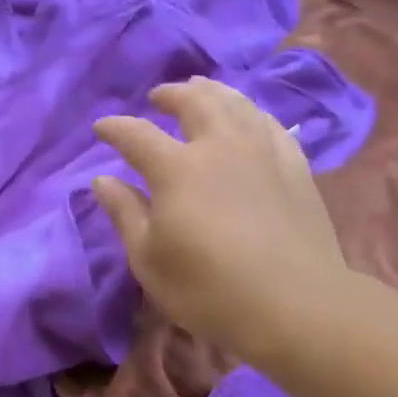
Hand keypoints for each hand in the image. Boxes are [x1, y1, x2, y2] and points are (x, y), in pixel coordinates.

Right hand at [93, 78, 350, 363]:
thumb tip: (102, 179)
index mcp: (177, 169)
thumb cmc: (209, 290)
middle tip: (158, 97)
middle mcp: (220, 147)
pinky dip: (251, 113)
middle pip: (194, 102)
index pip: (137, 135)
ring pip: (236, 104)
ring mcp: (263, 153)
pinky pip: (271, 124)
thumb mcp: (148, 259)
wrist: (296, 306)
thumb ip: (125, 214)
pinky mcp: (296, 167)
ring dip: (213, 92)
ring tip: (201, 90)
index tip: (101, 128)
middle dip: (171, 95)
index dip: (115, 128)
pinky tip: (249, 119)